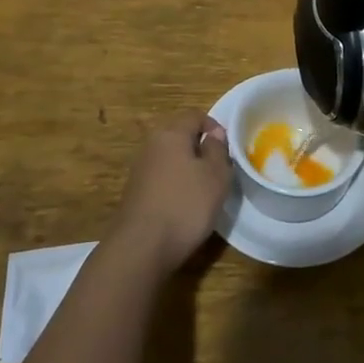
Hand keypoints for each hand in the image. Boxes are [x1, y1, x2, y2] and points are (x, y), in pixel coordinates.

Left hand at [109, 111, 231, 273]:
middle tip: (219, 170)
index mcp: (171, 133)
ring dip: (188, 168)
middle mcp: (152, 144)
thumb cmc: (185, 205)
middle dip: (200, 148)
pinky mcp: (135, 192)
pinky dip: (175, 185)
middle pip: (180, 135)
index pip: (195, 115)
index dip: (214, 126)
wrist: (141, 247)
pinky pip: (161, 177)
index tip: (227, 149)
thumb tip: (214, 135)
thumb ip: (217, 150)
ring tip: (204, 190)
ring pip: (170, 157)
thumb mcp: (215, 175)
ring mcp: (140, 169)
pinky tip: (184, 206)